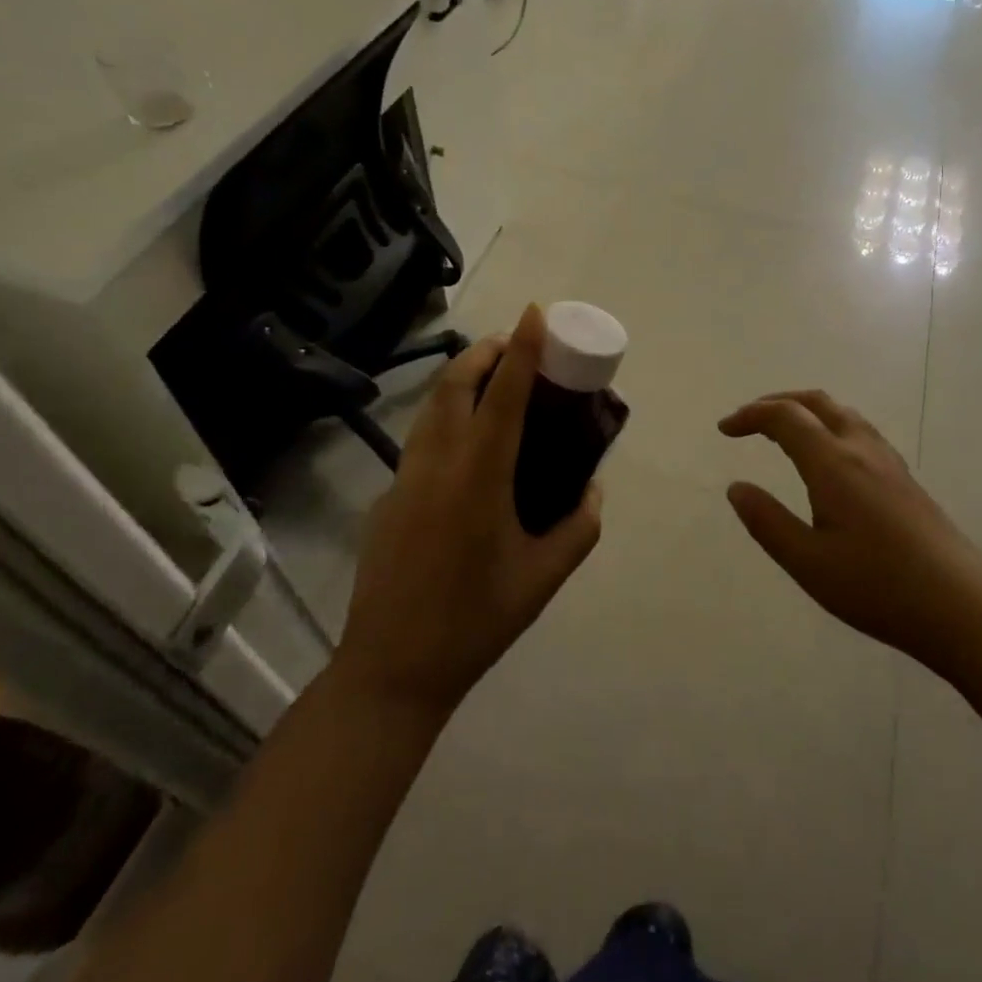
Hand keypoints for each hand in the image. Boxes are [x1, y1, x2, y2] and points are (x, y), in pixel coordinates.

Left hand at [335, 305, 601, 716]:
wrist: (392, 668)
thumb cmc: (476, 621)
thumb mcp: (544, 578)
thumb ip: (580, 528)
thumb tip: (594, 489)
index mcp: (479, 476)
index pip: (504, 395)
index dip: (522, 349)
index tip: (534, 313)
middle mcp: (438, 463)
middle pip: (455, 385)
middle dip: (484, 352)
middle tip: (513, 344)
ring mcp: (405, 478)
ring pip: (431, 408)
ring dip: (461, 380)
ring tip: (491, 378)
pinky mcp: (388, 497)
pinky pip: (421, 439)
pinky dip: (446, 416)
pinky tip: (466, 442)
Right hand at [719, 390, 981, 672]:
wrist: (963, 607)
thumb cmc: (878, 587)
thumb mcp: (808, 563)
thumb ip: (767, 522)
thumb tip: (736, 488)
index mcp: (833, 463)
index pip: (785, 417)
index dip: (751, 415)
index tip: (724, 429)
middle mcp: (861, 449)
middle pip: (816, 401)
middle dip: (776, 402)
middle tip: (748, 421)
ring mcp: (888, 462)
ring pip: (842, 413)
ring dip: (806, 411)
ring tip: (783, 433)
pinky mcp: (905, 479)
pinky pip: (859, 430)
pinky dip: (829, 425)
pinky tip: (828, 459)